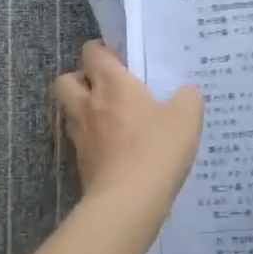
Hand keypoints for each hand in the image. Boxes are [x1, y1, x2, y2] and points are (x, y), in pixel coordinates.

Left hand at [53, 41, 203, 204]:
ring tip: (111, 118)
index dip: (102, 51)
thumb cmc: (156, 150)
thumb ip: (187, 97)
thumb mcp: (186, 117)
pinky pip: (81, 141)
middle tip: (106, 87)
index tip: (120, 59)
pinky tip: (116, 148)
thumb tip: (185, 92)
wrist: (128, 202)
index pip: (92, 52)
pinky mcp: (81, 164)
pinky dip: (92, 140)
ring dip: (84, 110)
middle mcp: (88, 105)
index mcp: (111, 84)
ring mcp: (80, 136)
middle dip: (81, 79)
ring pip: (70, 111)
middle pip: (66, 80)